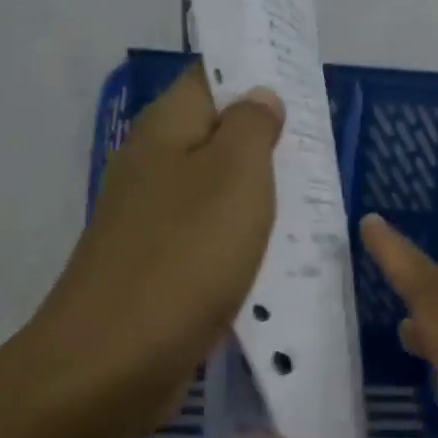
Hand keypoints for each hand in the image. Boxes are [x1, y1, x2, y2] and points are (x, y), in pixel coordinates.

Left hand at [0, 66, 282, 437]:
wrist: (116, 361)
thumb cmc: (185, 256)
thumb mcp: (235, 177)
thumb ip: (252, 128)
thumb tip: (259, 96)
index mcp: (165, 132)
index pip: (210, 79)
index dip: (255, 76)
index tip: (304, 87)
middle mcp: (152, 169)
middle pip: (216, 138)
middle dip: (267, 142)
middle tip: (321, 148)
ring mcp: (152, 224)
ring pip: (217, 194)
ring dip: (260, 197)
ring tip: (315, 200)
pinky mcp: (161, 271)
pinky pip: (212, 242)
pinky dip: (245, 243)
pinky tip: (281, 256)